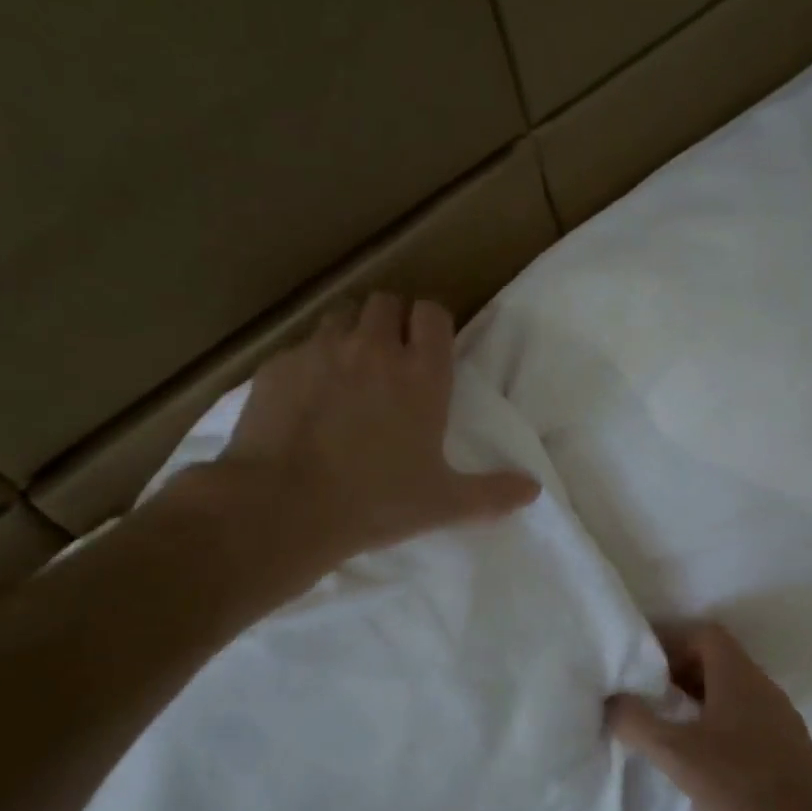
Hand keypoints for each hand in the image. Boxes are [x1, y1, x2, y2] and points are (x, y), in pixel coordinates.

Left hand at [182, 292, 540, 572]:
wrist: (283, 507)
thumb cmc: (375, 503)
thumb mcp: (443, 504)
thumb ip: (492, 493)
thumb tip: (534, 490)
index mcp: (420, 374)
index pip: (432, 313)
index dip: (431, 325)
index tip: (429, 350)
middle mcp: (373, 348)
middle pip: (386, 303)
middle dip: (391, 323)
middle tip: (389, 363)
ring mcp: (320, 351)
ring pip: (341, 316)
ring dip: (351, 334)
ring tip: (348, 373)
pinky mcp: (277, 365)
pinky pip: (300, 348)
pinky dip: (309, 363)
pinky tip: (305, 400)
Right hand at [607, 623, 811, 810]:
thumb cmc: (739, 780)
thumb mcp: (676, 752)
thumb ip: (637, 722)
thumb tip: (611, 700)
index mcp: (736, 673)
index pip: (703, 633)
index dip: (671, 639)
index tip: (643, 658)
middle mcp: (760, 683)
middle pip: (716, 657)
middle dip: (679, 667)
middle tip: (648, 687)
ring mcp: (777, 712)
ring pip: (730, 686)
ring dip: (698, 693)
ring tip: (669, 717)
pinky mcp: (785, 740)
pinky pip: (744, 711)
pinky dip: (717, 715)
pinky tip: (702, 747)